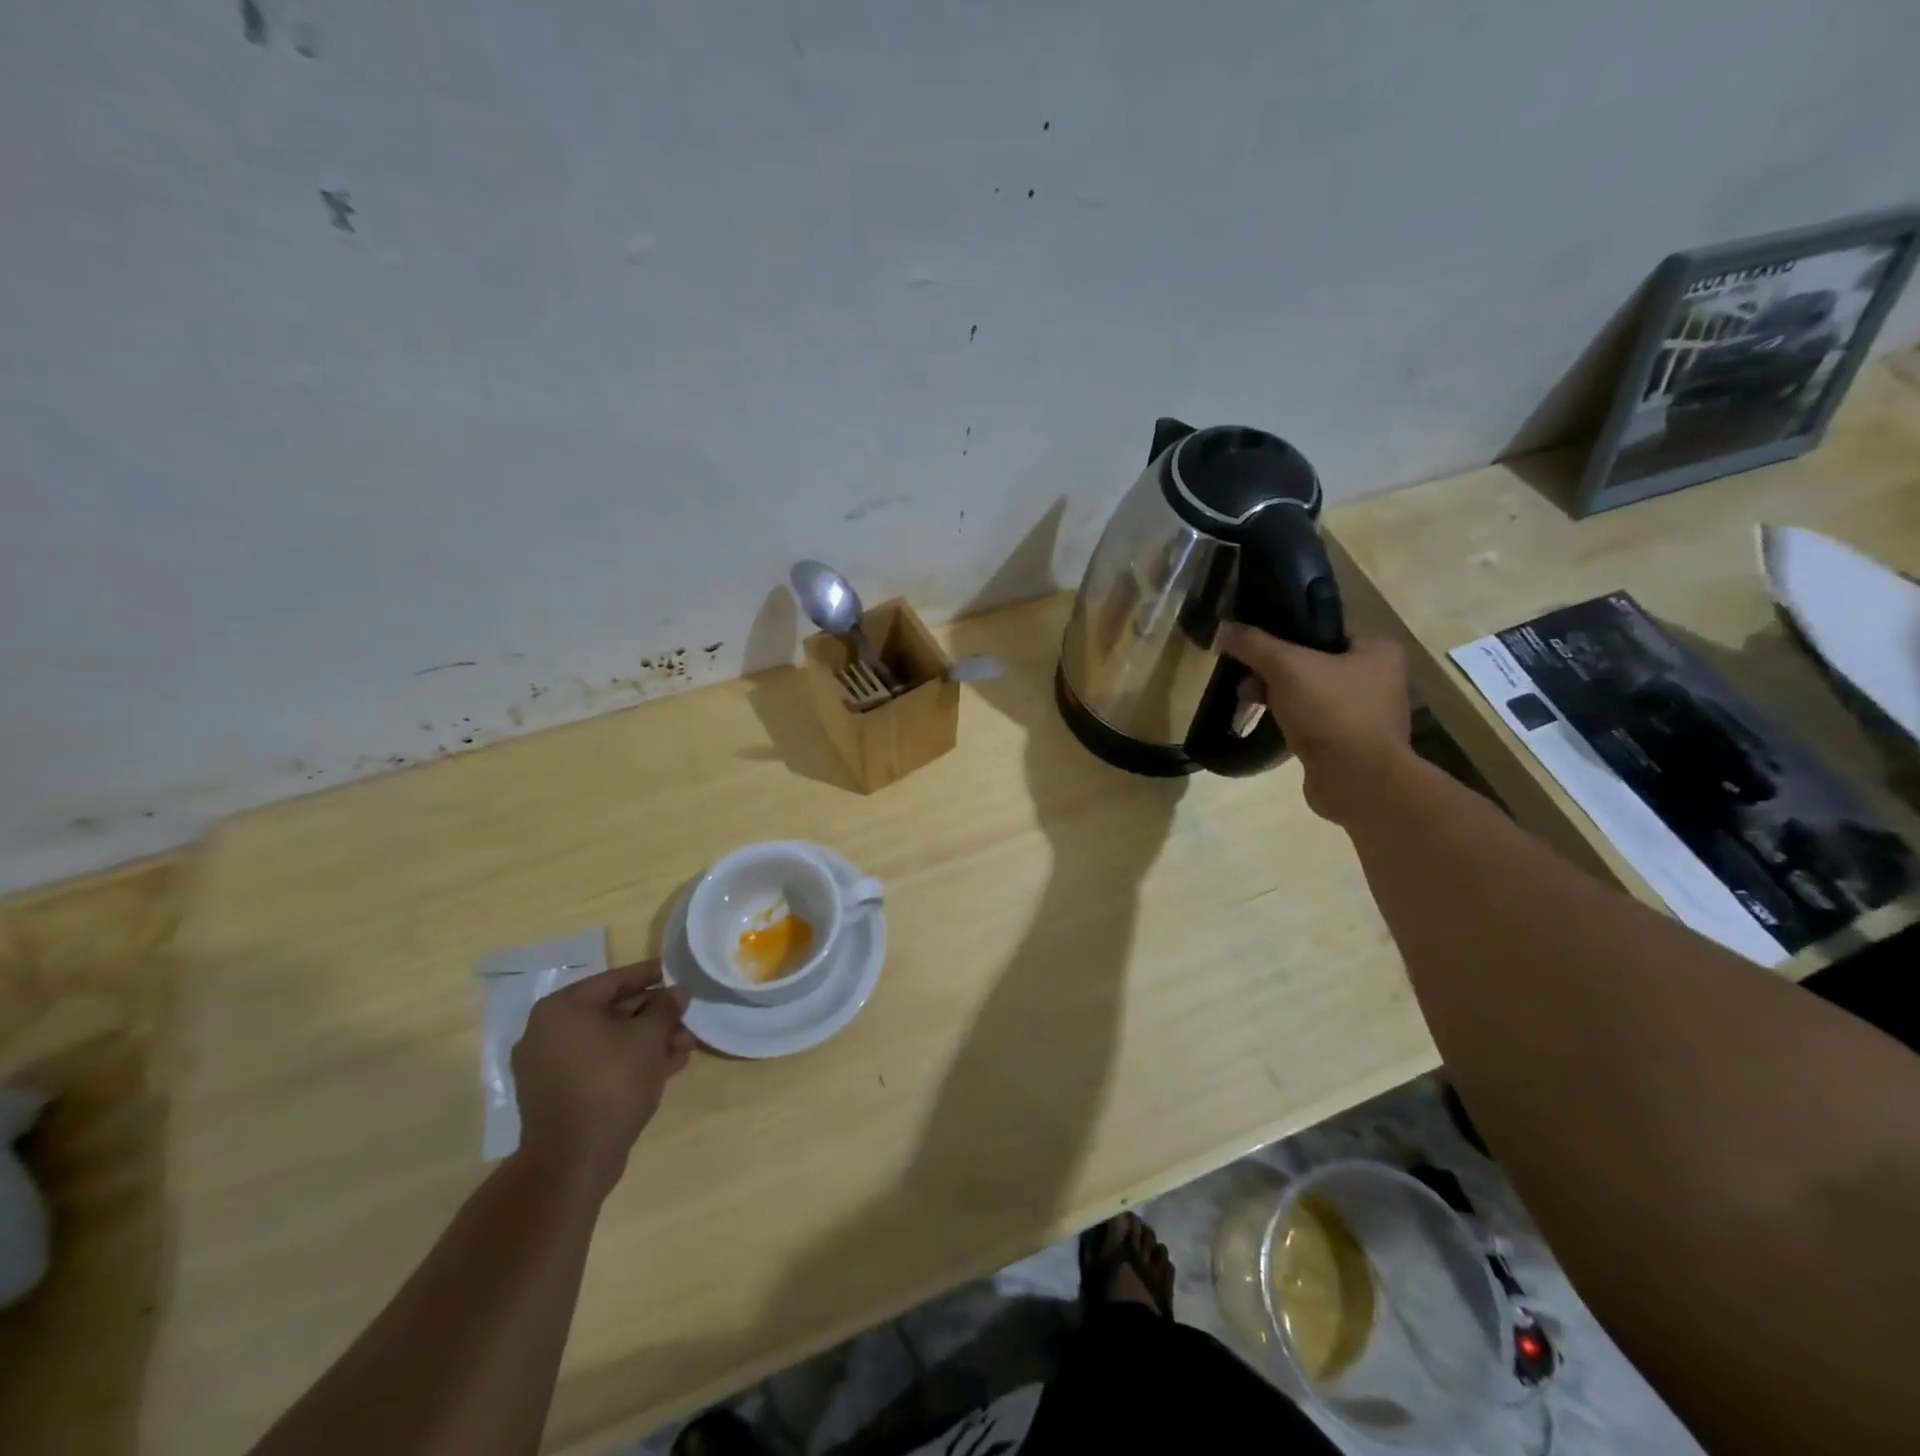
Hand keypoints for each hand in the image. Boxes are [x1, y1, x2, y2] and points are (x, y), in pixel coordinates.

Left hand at [511, 962, 693, 1198]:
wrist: (573, 1161)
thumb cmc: (611, 1083)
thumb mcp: (648, 1038)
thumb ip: (665, 1008)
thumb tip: (677, 993)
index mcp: (563, 1009)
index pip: (615, 980)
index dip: (651, 975)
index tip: (677, 973)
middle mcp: (548, 1032)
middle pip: (613, 1012)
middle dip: (655, 1016)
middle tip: (688, 1017)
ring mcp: (550, 1067)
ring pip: (610, 1041)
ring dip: (649, 1041)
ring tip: (687, 1045)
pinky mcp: (558, 1095)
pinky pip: (600, 1065)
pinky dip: (631, 1062)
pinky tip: (667, 1066)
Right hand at [1217, 624, 1412, 822]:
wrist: (1357, 781)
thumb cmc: (1330, 712)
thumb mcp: (1285, 667)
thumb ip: (1253, 644)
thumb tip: (1223, 629)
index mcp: (1377, 651)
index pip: (1322, 632)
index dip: (1284, 638)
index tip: (1254, 651)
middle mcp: (1379, 679)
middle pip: (1311, 663)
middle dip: (1274, 673)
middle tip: (1247, 682)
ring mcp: (1367, 714)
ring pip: (1309, 694)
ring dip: (1278, 698)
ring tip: (1250, 704)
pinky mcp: (1352, 744)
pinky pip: (1313, 722)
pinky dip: (1291, 722)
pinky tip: (1271, 727)